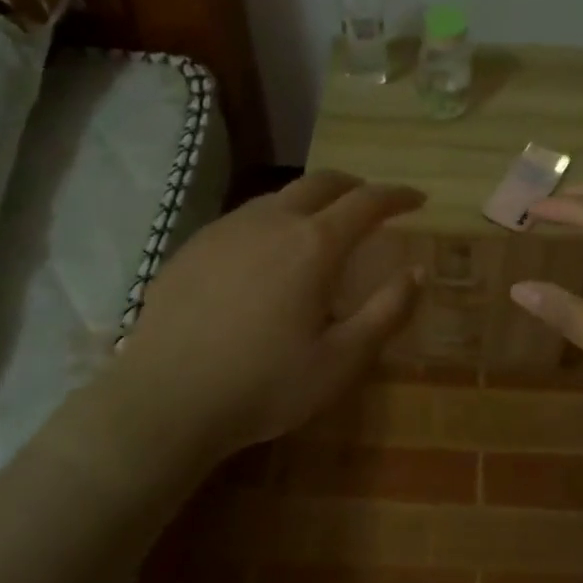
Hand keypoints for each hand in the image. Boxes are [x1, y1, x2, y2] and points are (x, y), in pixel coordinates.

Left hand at [117, 171, 423, 454]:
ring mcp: (226, 229)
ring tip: (321, 226)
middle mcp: (271, 221)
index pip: (366, 201)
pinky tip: (266, 254)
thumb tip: (417, 272)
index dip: (397, 196)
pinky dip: (273, 220)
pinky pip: (244, 218)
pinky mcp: (193, 246)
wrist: (165, 400)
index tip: (417, 199)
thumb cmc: (264, 385)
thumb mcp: (342, 361)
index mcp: (314, 245)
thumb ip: (387, 311)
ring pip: (279, 196)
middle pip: (321, 182)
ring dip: (311, 200)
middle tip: (371, 202)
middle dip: (354, 186)